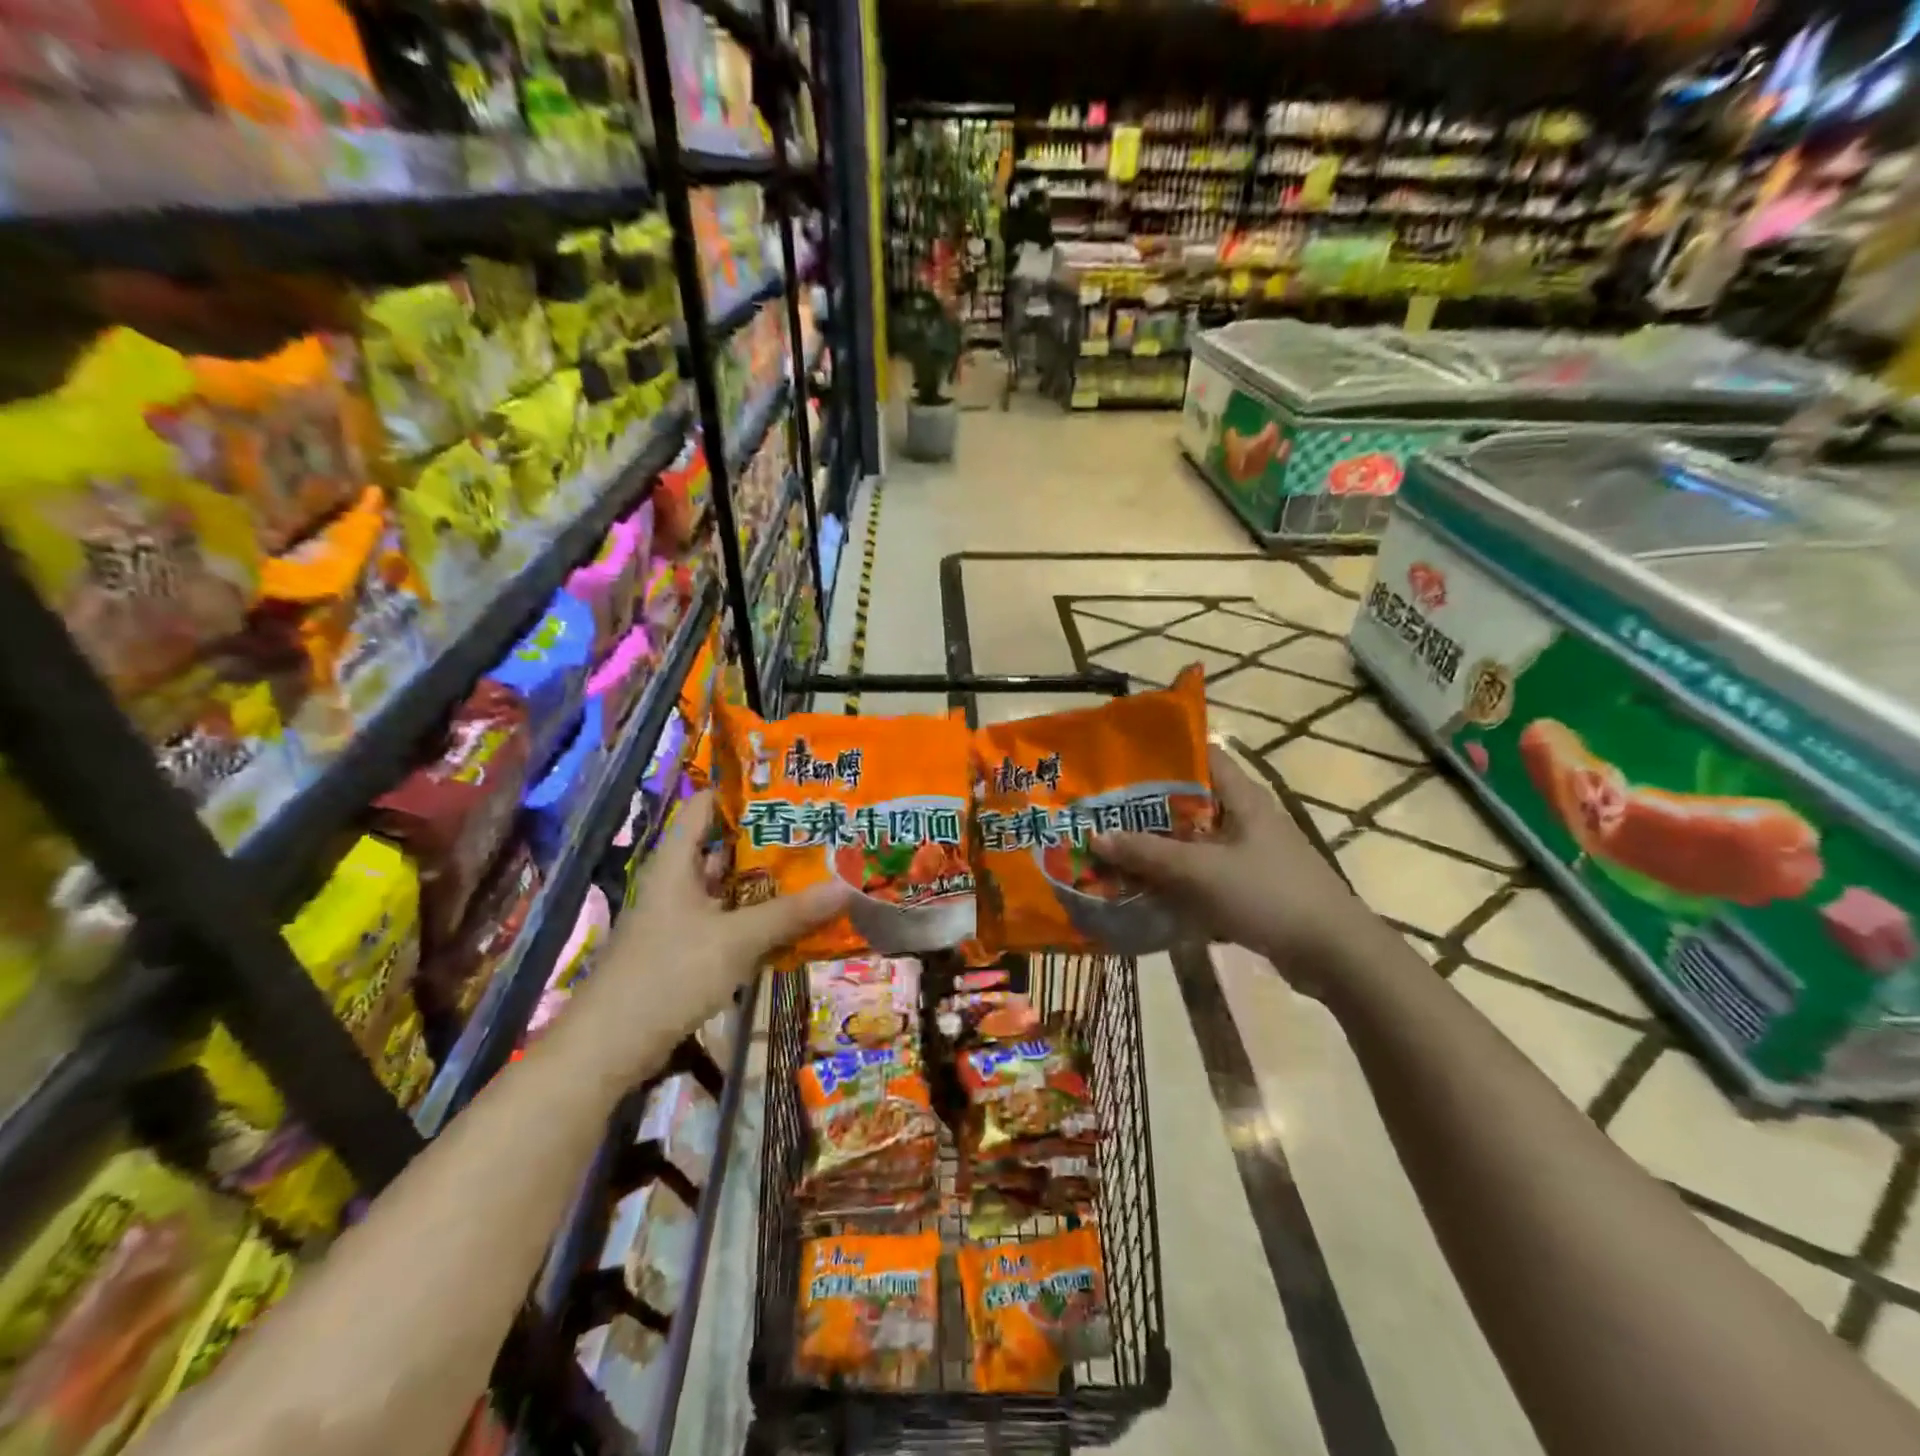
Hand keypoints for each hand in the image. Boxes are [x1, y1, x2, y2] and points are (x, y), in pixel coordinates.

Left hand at [567, 791, 849, 1083]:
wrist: (611, 1046)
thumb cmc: (669, 973)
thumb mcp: (736, 939)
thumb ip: (789, 913)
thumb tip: (846, 886)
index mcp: (676, 863)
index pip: (704, 806)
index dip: (741, 791)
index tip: (787, 786)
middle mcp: (676, 883)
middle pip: (722, 848)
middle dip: (767, 840)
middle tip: (816, 829)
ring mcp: (680, 919)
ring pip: (728, 889)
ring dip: (764, 883)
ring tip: (815, 868)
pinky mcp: (686, 951)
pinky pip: (727, 922)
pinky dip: (756, 918)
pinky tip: (792, 920)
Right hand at [1092, 744, 1377, 994]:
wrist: (1334, 955)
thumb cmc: (1270, 895)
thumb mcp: (1201, 872)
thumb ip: (1147, 854)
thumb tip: (1096, 837)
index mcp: (1242, 798)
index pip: (1201, 755)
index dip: (1161, 754)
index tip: (1118, 761)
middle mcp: (1245, 819)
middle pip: (1189, 802)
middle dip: (1146, 808)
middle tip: (1101, 812)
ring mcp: (1249, 855)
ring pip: (1193, 842)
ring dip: (1158, 849)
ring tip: (1111, 850)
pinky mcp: (1250, 888)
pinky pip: (1203, 875)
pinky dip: (1176, 880)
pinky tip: (1143, 891)